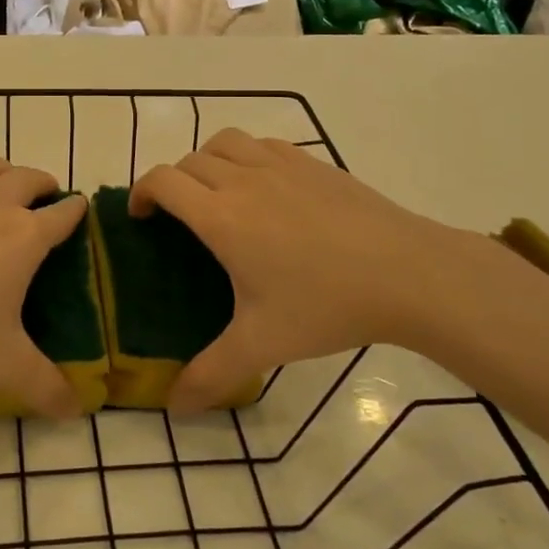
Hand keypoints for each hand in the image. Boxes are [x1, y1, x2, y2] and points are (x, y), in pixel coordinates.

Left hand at [0, 157, 87, 417]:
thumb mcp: (4, 367)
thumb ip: (45, 387)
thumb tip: (76, 411)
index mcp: (23, 237)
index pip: (62, 214)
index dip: (75, 210)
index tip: (80, 208)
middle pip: (27, 177)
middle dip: (43, 183)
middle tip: (46, 198)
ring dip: (4, 172)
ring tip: (4, 190)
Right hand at [130, 129, 536, 412]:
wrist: (408, 273)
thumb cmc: (327, 305)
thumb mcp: (263, 344)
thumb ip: (212, 374)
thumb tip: (174, 407)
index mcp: (221, 216)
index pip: (162, 181)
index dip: (141, 192)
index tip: (141, 217)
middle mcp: (243, 179)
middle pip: (189, 160)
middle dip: (172, 183)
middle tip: (179, 218)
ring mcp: (281, 164)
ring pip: (225, 141)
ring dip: (207, 160)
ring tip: (216, 193)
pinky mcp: (313, 162)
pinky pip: (263, 144)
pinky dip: (247, 156)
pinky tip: (265, 188)